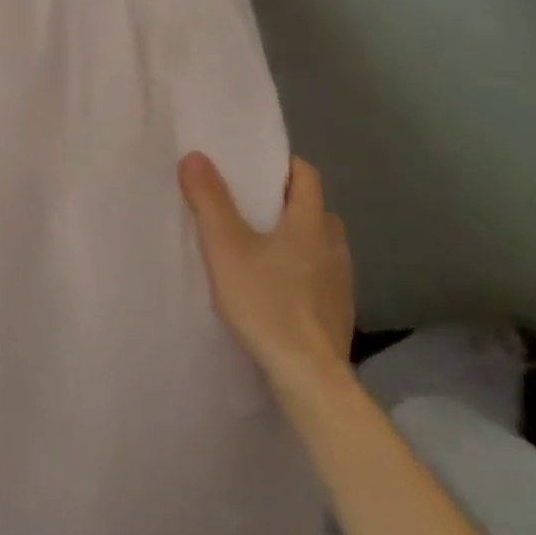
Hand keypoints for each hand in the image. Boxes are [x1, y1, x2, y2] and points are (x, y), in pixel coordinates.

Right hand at [178, 152, 353, 391]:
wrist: (308, 377)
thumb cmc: (267, 302)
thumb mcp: (225, 247)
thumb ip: (209, 200)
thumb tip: (195, 156)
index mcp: (311, 221)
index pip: (305, 174)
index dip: (281, 164)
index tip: (251, 166)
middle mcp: (333, 244)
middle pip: (311, 207)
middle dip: (282, 200)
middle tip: (245, 204)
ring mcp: (340, 280)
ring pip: (316, 242)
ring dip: (291, 236)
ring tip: (256, 245)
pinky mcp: (337, 310)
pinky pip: (317, 273)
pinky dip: (297, 268)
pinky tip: (273, 287)